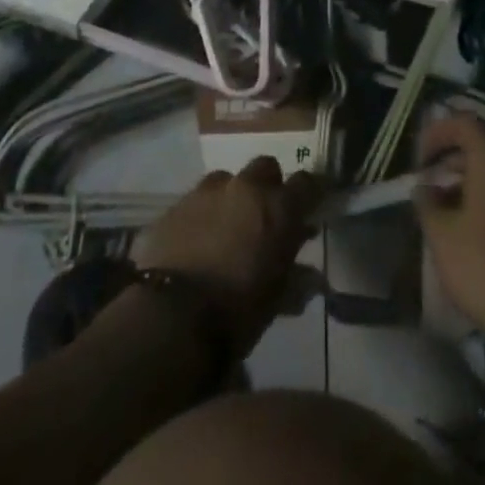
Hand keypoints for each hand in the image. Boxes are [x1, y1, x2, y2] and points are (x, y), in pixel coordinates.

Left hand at [133, 156, 319, 353]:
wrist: (172, 316)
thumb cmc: (237, 311)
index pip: (307, 183)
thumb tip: (312, 278)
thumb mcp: (276, 300)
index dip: (309, 194)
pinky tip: (195, 241)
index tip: (309, 208)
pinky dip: (201, 214)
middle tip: (265, 216)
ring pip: (227, 179)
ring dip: (232, 196)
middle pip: (265, 167)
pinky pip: (195, 200)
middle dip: (268, 186)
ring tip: (227, 228)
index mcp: (278, 208)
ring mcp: (207, 191)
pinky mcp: (175, 204)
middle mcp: (245, 188)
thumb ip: (296, 279)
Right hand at [414, 114, 484, 348]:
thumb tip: (423, 187)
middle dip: (453, 155)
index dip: (437, 132)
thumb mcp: (441, 234)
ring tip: (446, 204)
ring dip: (470, 177)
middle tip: (431, 178)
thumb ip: (426, 202)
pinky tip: (472, 225)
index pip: (464, 121)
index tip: (419, 159)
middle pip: (484, 142)